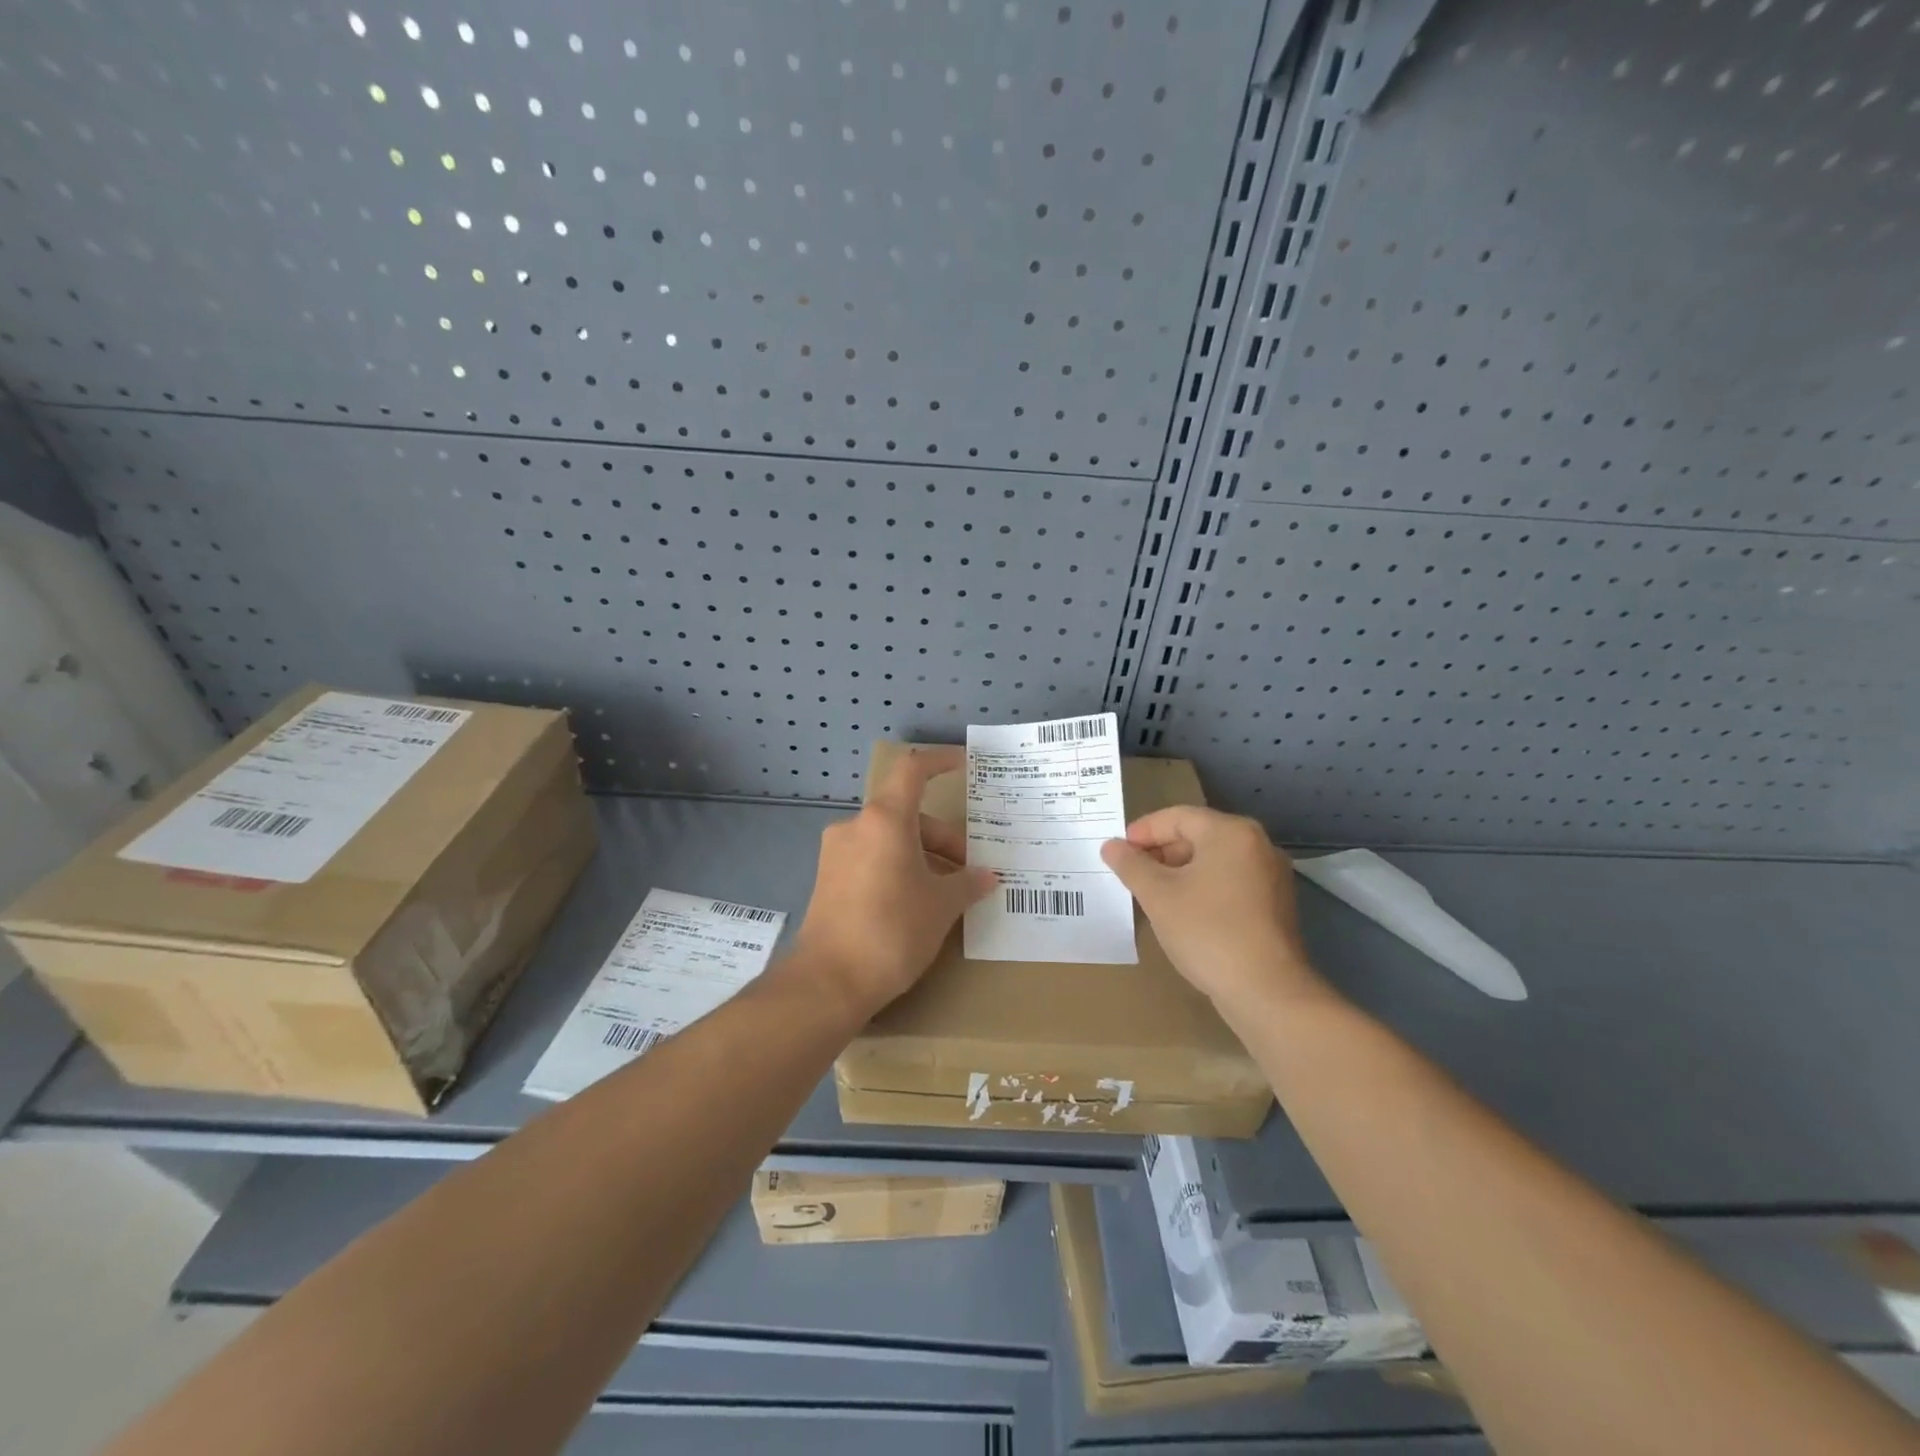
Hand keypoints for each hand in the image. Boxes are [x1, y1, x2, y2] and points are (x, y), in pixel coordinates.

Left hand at [792, 746, 996, 1018]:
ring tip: (949, 892)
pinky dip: (898, 868)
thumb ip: (967, 884)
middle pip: (907, 814)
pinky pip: (872, 859)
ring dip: (922, 856)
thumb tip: (987, 877)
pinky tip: (917, 902)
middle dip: (943, 837)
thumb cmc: (892, 931)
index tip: (964, 764)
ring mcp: (837, 854)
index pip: (913, 770)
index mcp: (885, 820)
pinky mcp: (828, 880)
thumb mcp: (941, 906)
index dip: (940, 761)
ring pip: (890, 839)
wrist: (828, 982)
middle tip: (970, 870)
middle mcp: (856, 827)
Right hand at [1100, 806, 1325, 1011]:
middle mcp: (1257, 845)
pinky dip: (1203, 888)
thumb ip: (1131, 865)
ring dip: (1180, 871)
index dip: (1142, 831)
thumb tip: (1112, 846)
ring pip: (1214, 861)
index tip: (1118, 852)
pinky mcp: (1276, 905)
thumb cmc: (1207, 931)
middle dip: (1160, 851)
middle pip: (1198, 835)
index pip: (1177, 817)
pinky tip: (1184, 912)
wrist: (1267, 991)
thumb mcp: (1158, 895)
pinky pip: (1230, 882)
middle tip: (1132, 874)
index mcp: (1231, 832)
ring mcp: (1271, 876)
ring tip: (1153, 894)